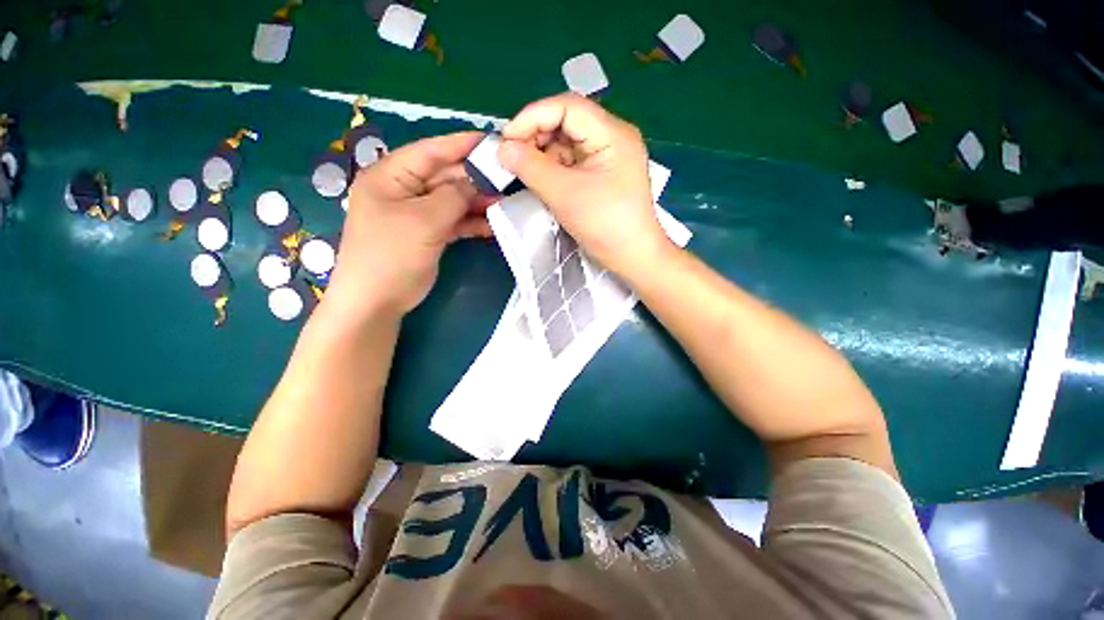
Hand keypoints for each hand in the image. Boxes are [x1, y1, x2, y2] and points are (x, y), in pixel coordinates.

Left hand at [324, 132, 491, 321]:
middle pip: (444, 176)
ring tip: (505, 204)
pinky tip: (493, 225)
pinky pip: (453, 221)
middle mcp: (403, 189)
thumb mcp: (424, 221)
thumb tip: (476, 181)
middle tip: (507, 178)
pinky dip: (471, 222)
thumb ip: (453, 196)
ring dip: (477, 202)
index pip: (430, 151)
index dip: (461, 144)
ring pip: (452, 200)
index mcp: (390, 175)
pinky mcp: (428, 233)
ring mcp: (416, 213)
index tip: (493, 140)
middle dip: (475, 178)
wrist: (376, 302)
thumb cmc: (392, 255)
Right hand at [497, 94, 670, 275]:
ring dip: (542, 155)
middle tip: (512, 158)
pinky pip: (572, 162)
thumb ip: (531, 168)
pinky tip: (541, 181)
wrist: (632, 257)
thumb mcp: (565, 195)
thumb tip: (502, 148)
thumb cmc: (605, 225)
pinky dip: (553, 169)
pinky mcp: (602, 175)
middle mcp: (612, 138)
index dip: (532, 117)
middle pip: (566, 122)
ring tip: (525, 173)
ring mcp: (607, 157)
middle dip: (536, 137)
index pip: (566, 107)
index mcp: (612, 134)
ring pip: (566, 143)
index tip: (507, 140)